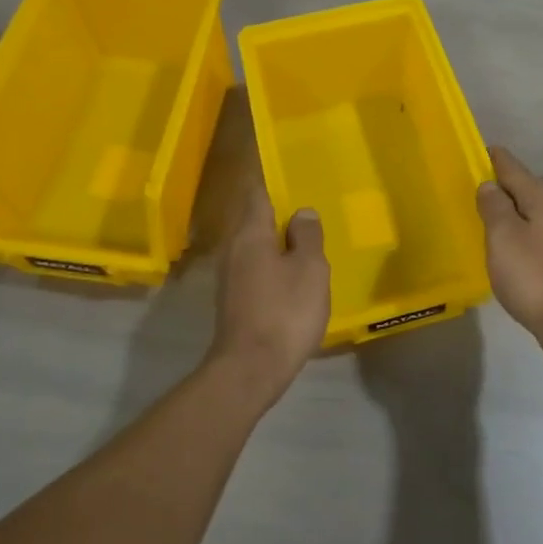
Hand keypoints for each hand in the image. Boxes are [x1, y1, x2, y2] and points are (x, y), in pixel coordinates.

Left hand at [211, 182, 330, 397]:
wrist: (251, 369)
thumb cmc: (285, 311)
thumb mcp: (309, 269)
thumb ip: (307, 236)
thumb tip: (302, 212)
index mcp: (250, 233)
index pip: (259, 193)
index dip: (276, 182)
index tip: (296, 175)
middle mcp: (234, 249)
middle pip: (256, 220)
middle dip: (281, 214)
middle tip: (312, 209)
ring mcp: (230, 277)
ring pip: (257, 247)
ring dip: (280, 242)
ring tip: (309, 242)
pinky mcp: (235, 301)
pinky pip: (257, 269)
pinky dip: (275, 265)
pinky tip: (295, 276)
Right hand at [475, 146, 542, 356]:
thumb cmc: (534, 275)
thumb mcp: (504, 235)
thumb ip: (493, 205)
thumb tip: (489, 184)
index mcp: (540, 196)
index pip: (508, 164)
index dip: (487, 157)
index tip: (464, 154)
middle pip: (517, 186)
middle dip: (492, 185)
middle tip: (460, 188)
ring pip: (523, 211)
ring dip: (502, 211)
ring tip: (473, 215)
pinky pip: (528, 234)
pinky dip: (510, 234)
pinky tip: (496, 247)